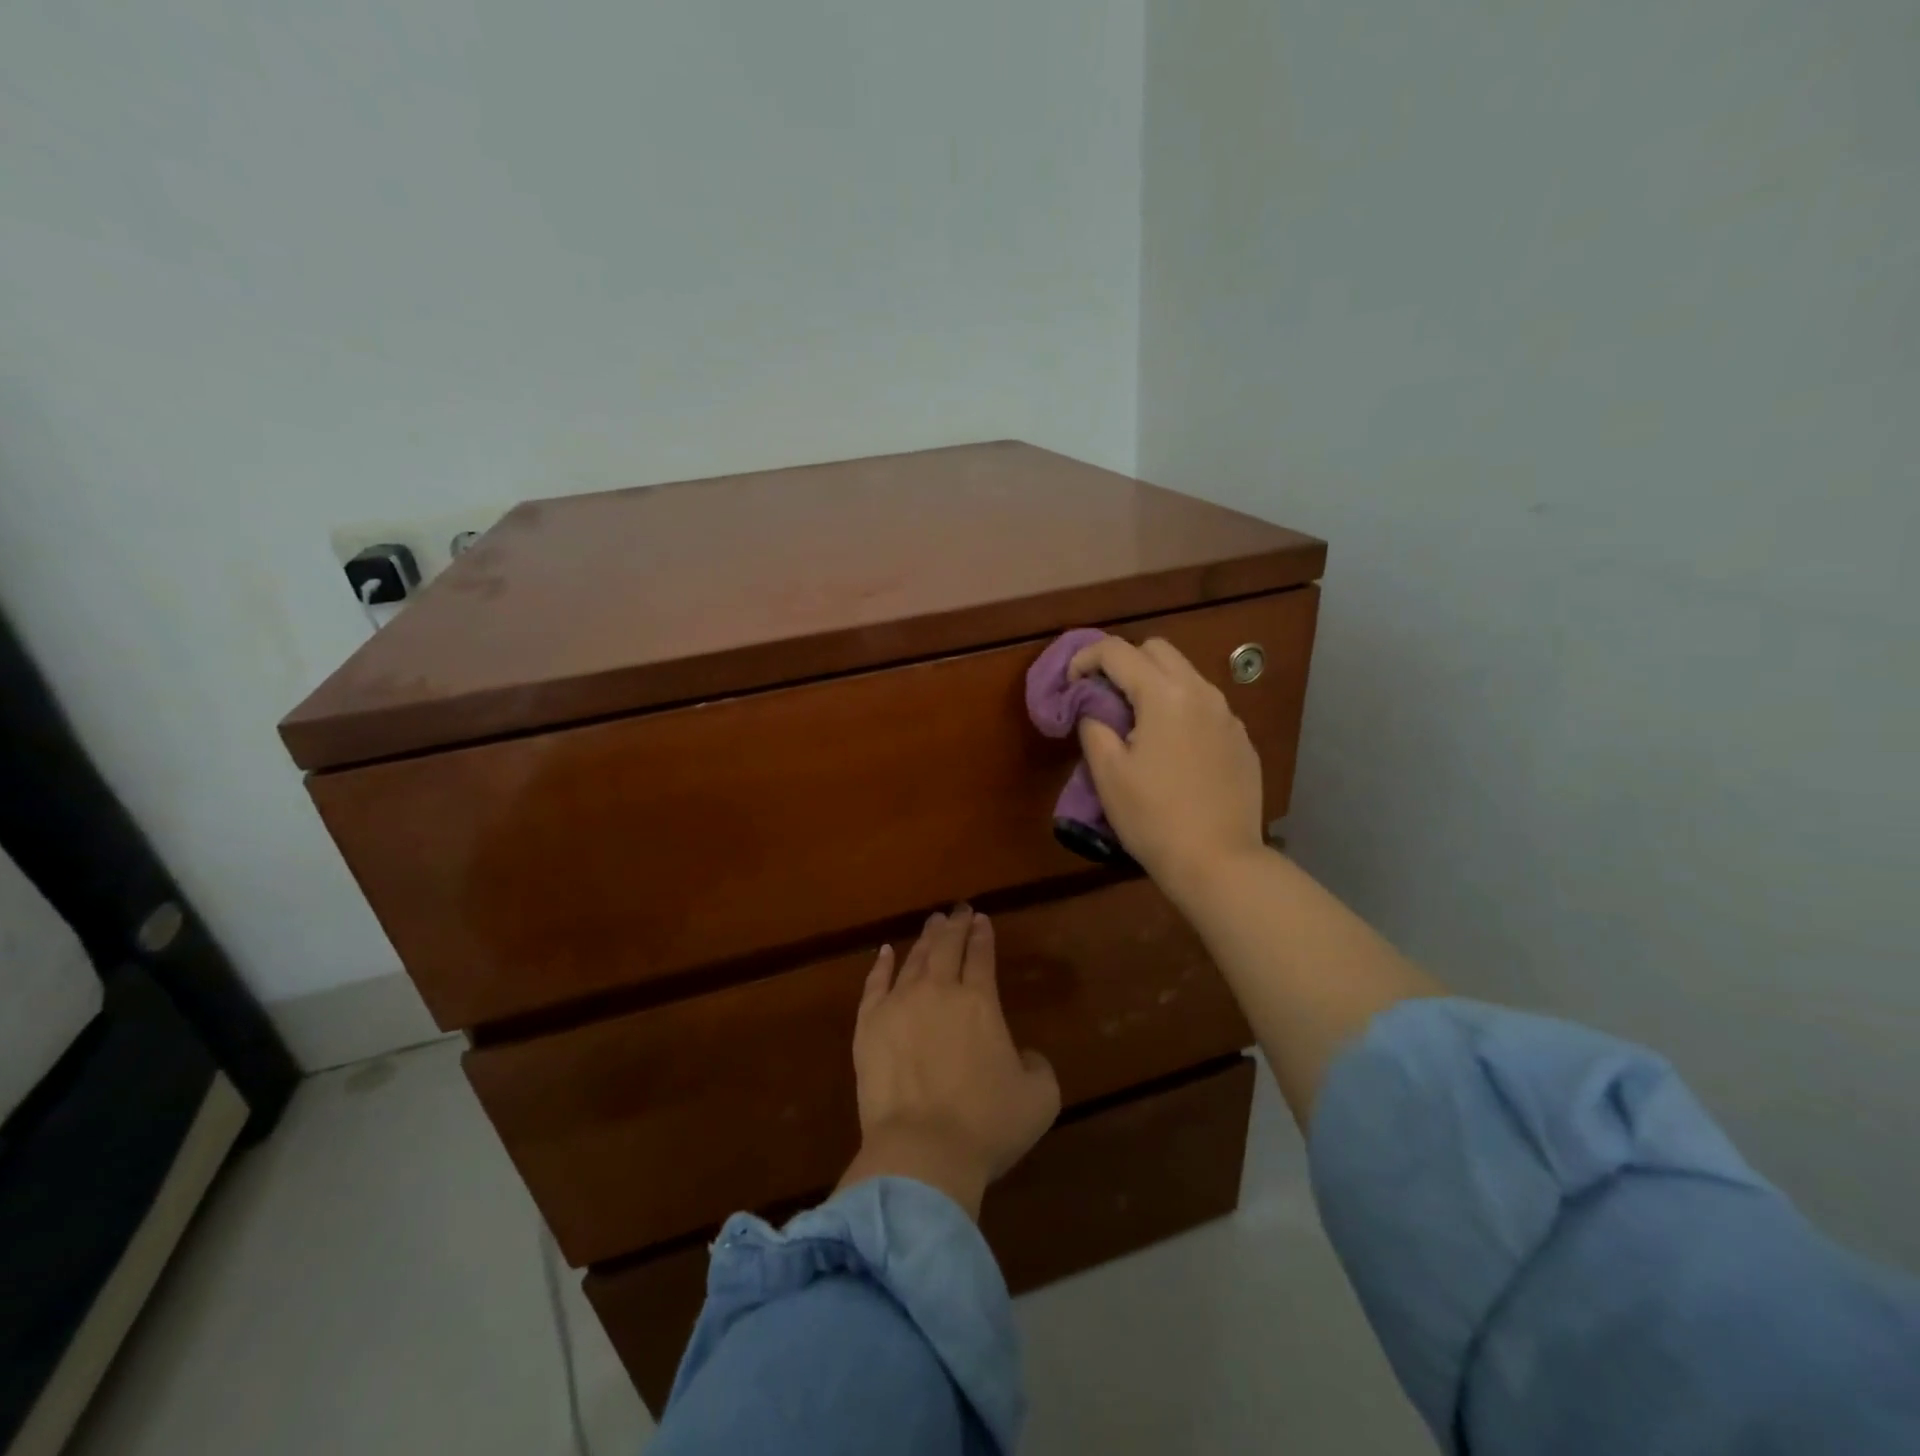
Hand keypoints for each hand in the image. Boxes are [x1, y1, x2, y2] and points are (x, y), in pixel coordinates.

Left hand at [837, 906, 1060, 1218]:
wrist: (921, 1151)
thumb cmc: (986, 1126)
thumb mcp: (1039, 1098)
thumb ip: (1037, 1066)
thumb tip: (1023, 1054)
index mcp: (980, 1002)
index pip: (982, 955)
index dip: (982, 935)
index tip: (981, 918)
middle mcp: (940, 991)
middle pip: (947, 947)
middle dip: (955, 925)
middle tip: (957, 910)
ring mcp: (900, 1004)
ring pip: (914, 959)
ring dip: (925, 939)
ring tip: (932, 924)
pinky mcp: (868, 1025)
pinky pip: (874, 984)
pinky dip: (881, 965)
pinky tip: (885, 952)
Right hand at [1068, 636, 1267, 904]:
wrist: (1219, 862)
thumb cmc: (1153, 817)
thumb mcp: (1108, 773)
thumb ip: (1093, 725)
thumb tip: (1092, 707)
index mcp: (1164, 694)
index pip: (1117, 651)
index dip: (1085, 658)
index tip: (1070, 682)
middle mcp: (1202, 692)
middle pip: (1157, 650)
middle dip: (1124, 662)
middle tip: (1103, 696)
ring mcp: (1228, 716)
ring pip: (1186, 676)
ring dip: (1154, 684)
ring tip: (1136, 724)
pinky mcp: (1242, 741)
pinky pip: (1205, 707)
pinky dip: (1180, 711)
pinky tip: (1171, 750)